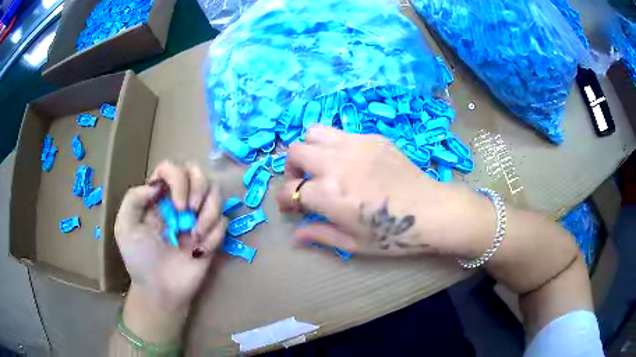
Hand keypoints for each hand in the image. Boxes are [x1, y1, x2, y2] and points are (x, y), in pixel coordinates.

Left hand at [115, 161, 225, 311]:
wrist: (162, 291)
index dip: (179, 179)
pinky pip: (224, 221)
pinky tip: (200, 251)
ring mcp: (197, 217)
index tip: (178, 206)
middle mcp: (179, 201)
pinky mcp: (212, 234)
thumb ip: (134, 199)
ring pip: (216, 193)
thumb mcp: (125, 228)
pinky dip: (214, 235)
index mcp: (158, 197)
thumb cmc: (140, 260)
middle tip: (190, 212)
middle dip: (199, 189)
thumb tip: (158, 184)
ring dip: (209, 214)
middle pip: (198, 173)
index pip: (171, 168)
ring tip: (196, 237)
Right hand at [276, 125, 494, 257]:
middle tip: (305, 182)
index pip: (289, 190)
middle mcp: (335, 164)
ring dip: (311, 149)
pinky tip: (352, 161)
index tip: (292, 206)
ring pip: (314, 132)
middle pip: (295, 152)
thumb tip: (295, 236)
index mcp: (328, 195)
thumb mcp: (353, 244)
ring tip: (323, 164)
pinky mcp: (373, 138)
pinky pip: (342, 133)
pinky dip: (336, 145)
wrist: (430, 211)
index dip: (286, 200)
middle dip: (292, 169)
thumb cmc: (393, 234)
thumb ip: (320, 235)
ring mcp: (354, 146)